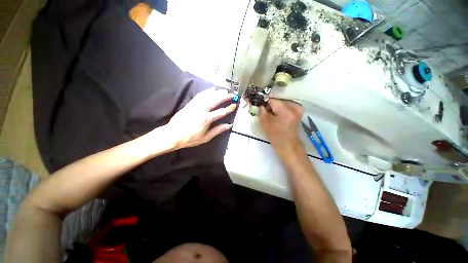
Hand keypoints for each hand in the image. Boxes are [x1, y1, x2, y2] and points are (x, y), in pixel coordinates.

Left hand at [166, 87, 236, 148]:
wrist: (172, 135)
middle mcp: (201, 110)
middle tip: (231, 94)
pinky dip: (206, 91)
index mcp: (206, 119)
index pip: (221, 112)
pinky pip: (200, 95)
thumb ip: (218, 130)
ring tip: (224, 90)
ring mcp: (195, 105)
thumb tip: (228, 125)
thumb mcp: (206, 137)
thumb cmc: (190, 138)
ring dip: (217, 92)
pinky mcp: (190, 104)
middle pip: (215, 100)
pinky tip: (211, 90)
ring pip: (208, 96)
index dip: (228, 108)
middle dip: (224, 96)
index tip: (234, 105)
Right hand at [259, 99, 303, 155]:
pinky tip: (279, 114)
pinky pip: (287, 104)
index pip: (271, 99)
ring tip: (273, 114)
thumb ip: (261, 110)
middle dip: (270, 104)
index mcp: (285, 111)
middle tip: (266, 112)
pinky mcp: (299, 109)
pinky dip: (281, 107)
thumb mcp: (264, 123)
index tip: (260, 107)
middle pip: (277, 99)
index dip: (264, 103)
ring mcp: (298, 107)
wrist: (287, 144)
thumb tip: (260, 103)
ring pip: (282, 101)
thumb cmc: (275, 135)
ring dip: (276, 106)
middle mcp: (294, 106)